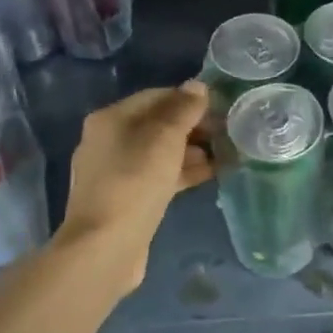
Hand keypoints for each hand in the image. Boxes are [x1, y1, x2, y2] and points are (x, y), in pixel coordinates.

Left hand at [58, 81, 212, 289]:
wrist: (106, 246)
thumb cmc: (135, 182)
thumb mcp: (165, 139)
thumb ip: (183, 110)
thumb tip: (197, 86)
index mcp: (110, 119)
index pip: (156, 96)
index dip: (189, 100)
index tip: (220, 108)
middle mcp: (107, 141)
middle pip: (156, 125)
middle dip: (192, 127)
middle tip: (226, 133)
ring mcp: (114, 173)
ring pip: (158, 153)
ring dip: (191, 152)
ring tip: (225, 154)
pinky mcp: (125, 200)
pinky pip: (157, 177)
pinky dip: (181, 173)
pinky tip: (208, 176)